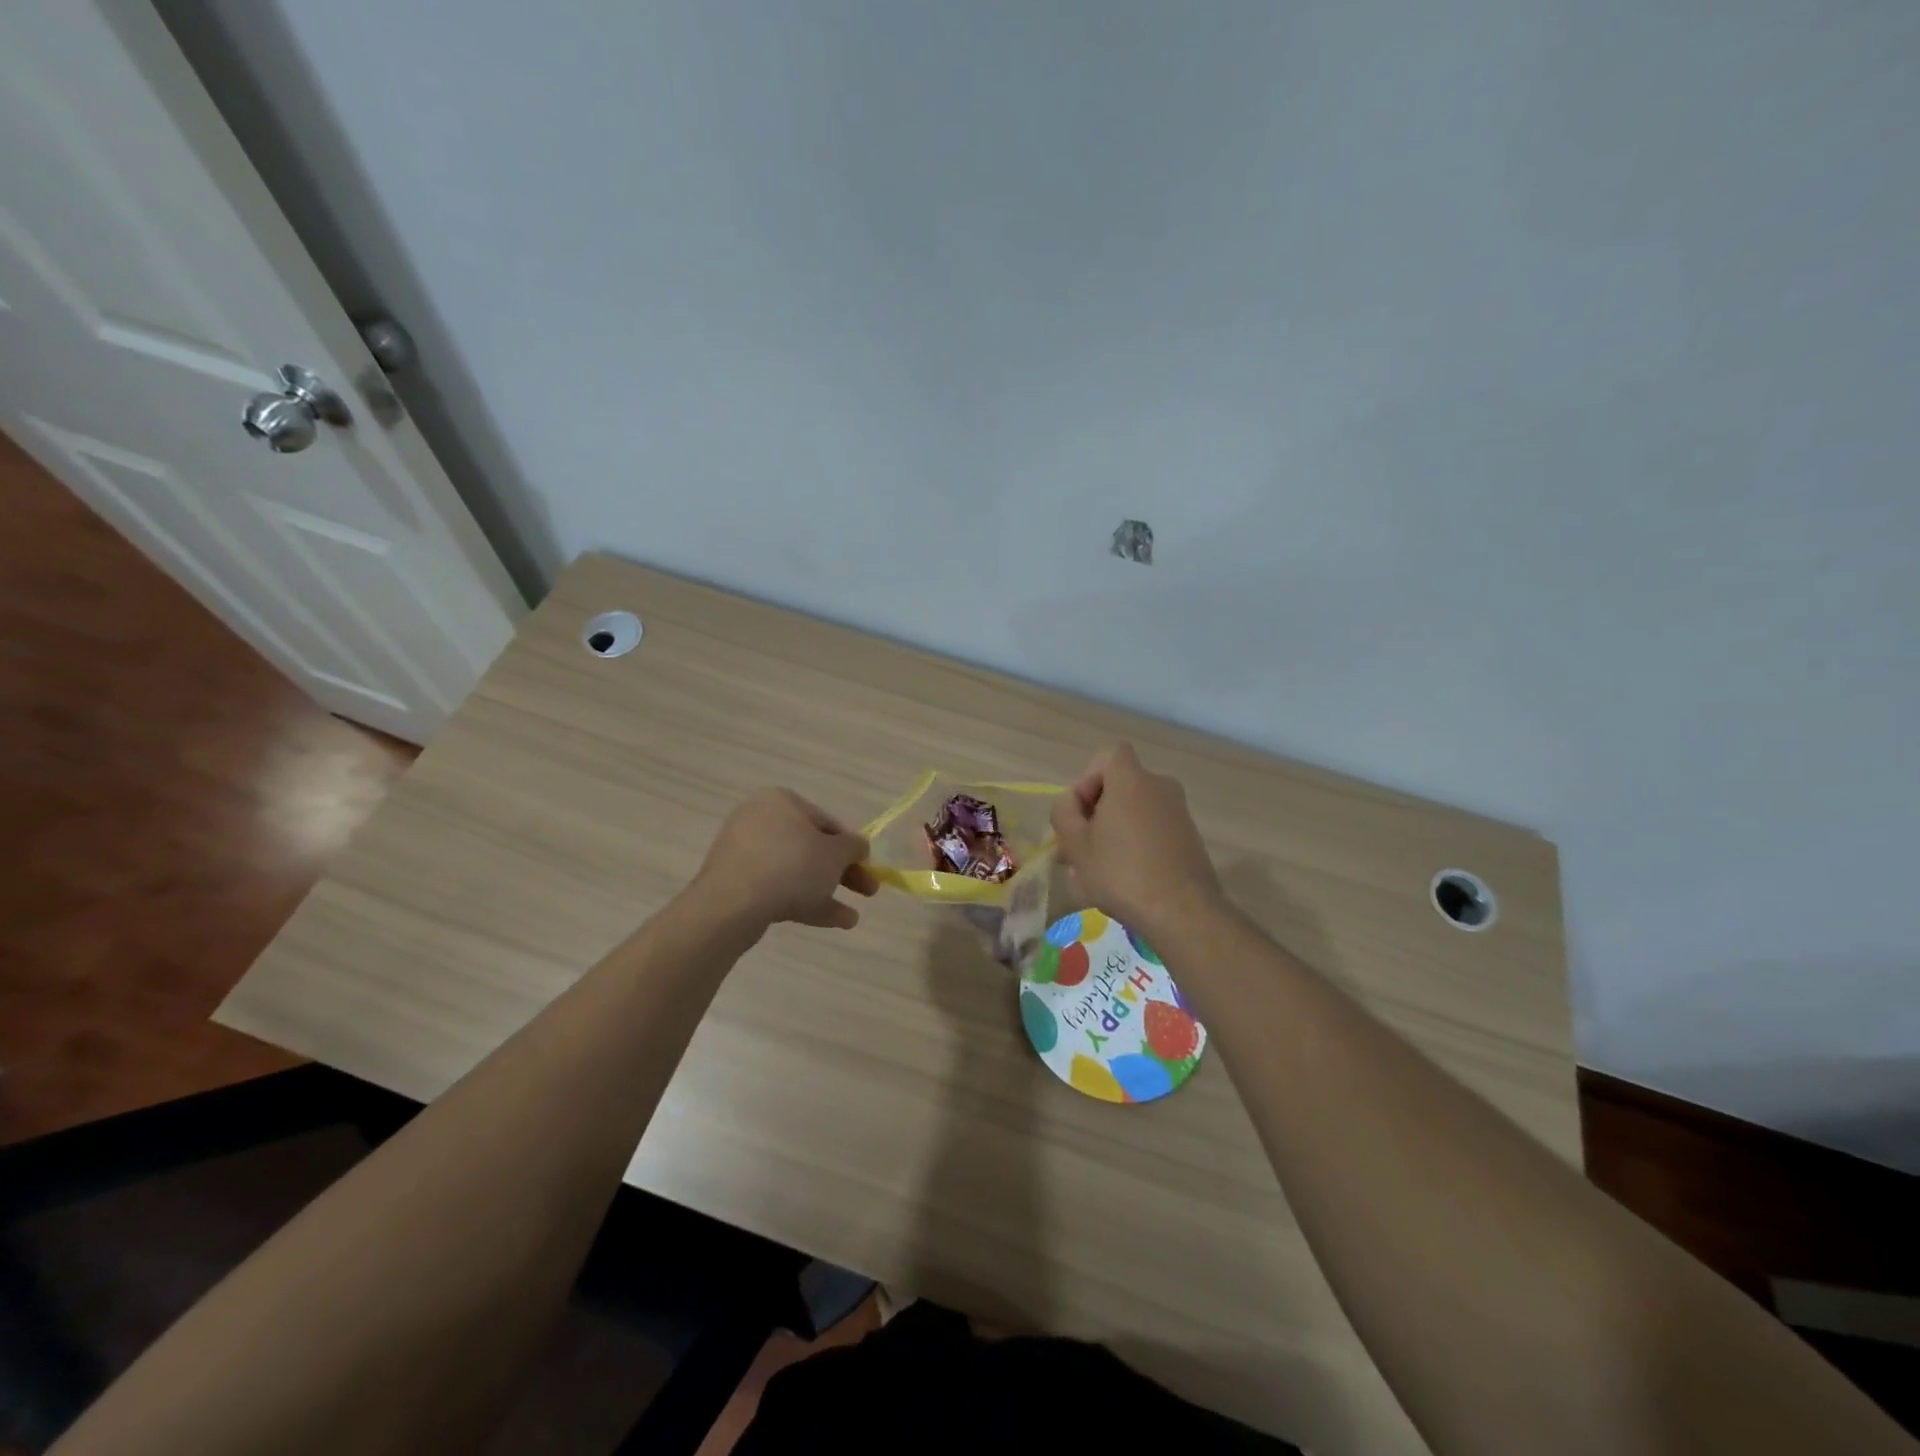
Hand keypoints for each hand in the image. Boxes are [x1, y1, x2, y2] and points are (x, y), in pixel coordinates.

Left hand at [690, 789, 879, 932]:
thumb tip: (857, 847)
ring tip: (851, 918)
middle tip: (867, 892)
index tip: (868, 868)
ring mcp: (745, 853)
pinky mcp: (736, 883)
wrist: (731, 905)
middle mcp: (761, 820)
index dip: (852, 847)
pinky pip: (777, 888)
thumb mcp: (835, 854)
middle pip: (812, 848)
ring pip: (796, 872)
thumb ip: (853, 847)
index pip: (827, 823)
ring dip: (827, 892)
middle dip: (842, 873)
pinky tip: (833, 922)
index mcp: (782, 801)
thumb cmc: (791, 866)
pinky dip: (804, 902)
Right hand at [1050, 743, 1224, 936]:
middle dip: (1094, 813)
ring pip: (1134, 811)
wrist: (1182, 912)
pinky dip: (1135, 844)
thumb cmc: (1121, 873)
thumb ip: (1064, 813)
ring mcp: (1179, 812)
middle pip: (1119, 786)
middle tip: (1077, 850)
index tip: (1080, 814)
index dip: (1088, 779)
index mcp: (1132, 780)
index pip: (1108, 756)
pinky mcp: (1189, 837)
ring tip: (1094, 872)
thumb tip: (1071, 804)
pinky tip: (1124, 879)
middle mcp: (1159, 787)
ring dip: (1112, 832)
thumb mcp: (1076, 845)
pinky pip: (1152, 829)